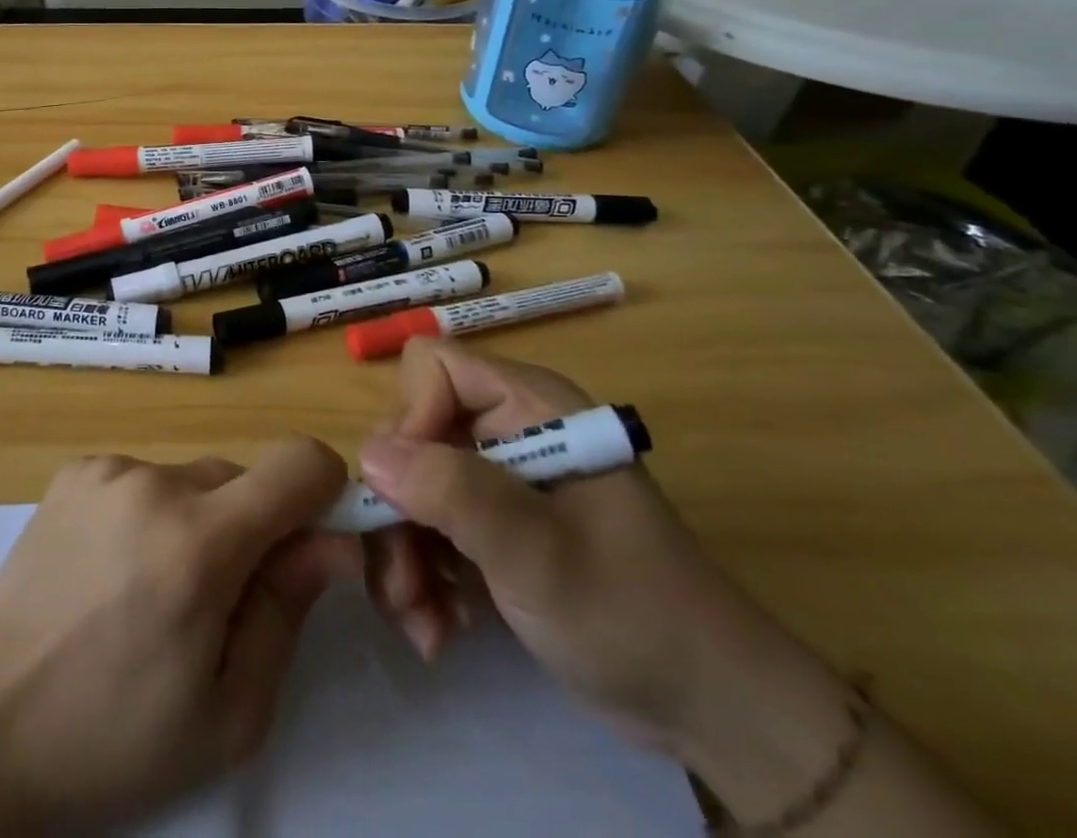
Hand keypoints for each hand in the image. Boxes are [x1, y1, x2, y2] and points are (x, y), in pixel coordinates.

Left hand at [0, 440, 357, 830]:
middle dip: (252, 527)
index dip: (325, 493)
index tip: (312, 543)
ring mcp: (109, 469)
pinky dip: (150, 511)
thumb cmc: (114, 735)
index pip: (300, 462)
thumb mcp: (228, 712)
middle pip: (243, 477)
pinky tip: (113, 567)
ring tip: (152, 589)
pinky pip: (145, 477)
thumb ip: (288, 610)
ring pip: (193, 478)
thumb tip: (330, 542)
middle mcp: (155, 481)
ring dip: (198, 520)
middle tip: (216, 599)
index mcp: (200, 541)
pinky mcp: (76, 469)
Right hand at [358, 341, 840, 756]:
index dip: (410, 419)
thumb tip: (368, 454)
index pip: (433, 368)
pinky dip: (422, 575)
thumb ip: (454, 492)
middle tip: (404, 589)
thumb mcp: (539, 554)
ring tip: (424, 626)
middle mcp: (505, 427)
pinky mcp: (491, 525)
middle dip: (395, 511)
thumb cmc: (632, 613)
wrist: (707, 710)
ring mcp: (496, 479)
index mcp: (529, 404)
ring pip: (408, 485)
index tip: (408, 494)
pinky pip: (426, 525)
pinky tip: (441, 628)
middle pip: (410, 434)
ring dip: (402, 555)